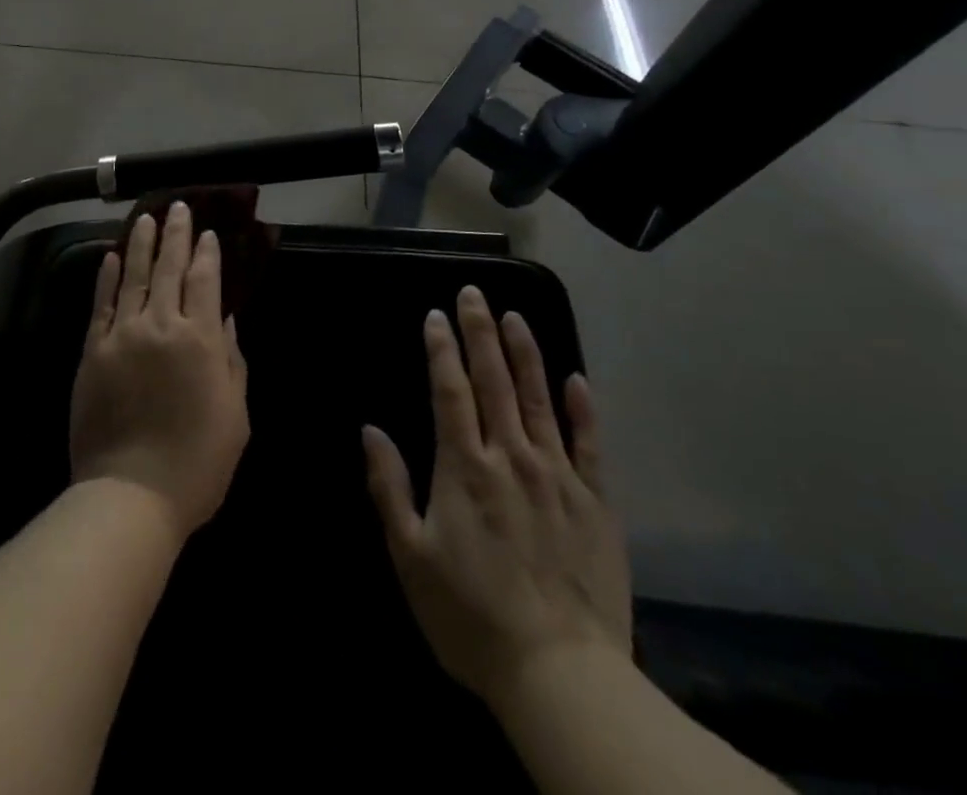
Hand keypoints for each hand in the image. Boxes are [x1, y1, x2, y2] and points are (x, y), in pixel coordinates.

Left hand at [69, 203, 249, 540]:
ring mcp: (121, 335)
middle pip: (170, 269)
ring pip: (133, 276)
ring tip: (146, 218)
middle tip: (179, 207)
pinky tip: (111, 257)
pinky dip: (107, 278)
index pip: (205, 281)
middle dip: (176, 235)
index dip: (208, 254)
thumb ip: (232, 361)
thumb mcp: (235, 414)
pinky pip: (101, 304)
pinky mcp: (92, 350)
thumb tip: (225, 320)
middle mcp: (160, 325)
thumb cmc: (197, 461)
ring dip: (141, 244)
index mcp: (199, 339)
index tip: (209, 232)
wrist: (130, 494)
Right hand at [362, 286, 630, 706]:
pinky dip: (583, 409)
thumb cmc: (470, 616)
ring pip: (539, 400)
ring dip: (525, 354)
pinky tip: (577, 379)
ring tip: (515, 316)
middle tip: (474, 293)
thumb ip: (389, 487)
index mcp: (464, 467)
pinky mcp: (595, 503)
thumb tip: (371, 430)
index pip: (450, 391)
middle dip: (480, 332)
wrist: (560, 674)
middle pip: (493, 381)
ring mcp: (558, 476)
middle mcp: (510, 457)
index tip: (435, 315)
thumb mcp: (410, 556)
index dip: (442, 350)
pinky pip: (591, 445)